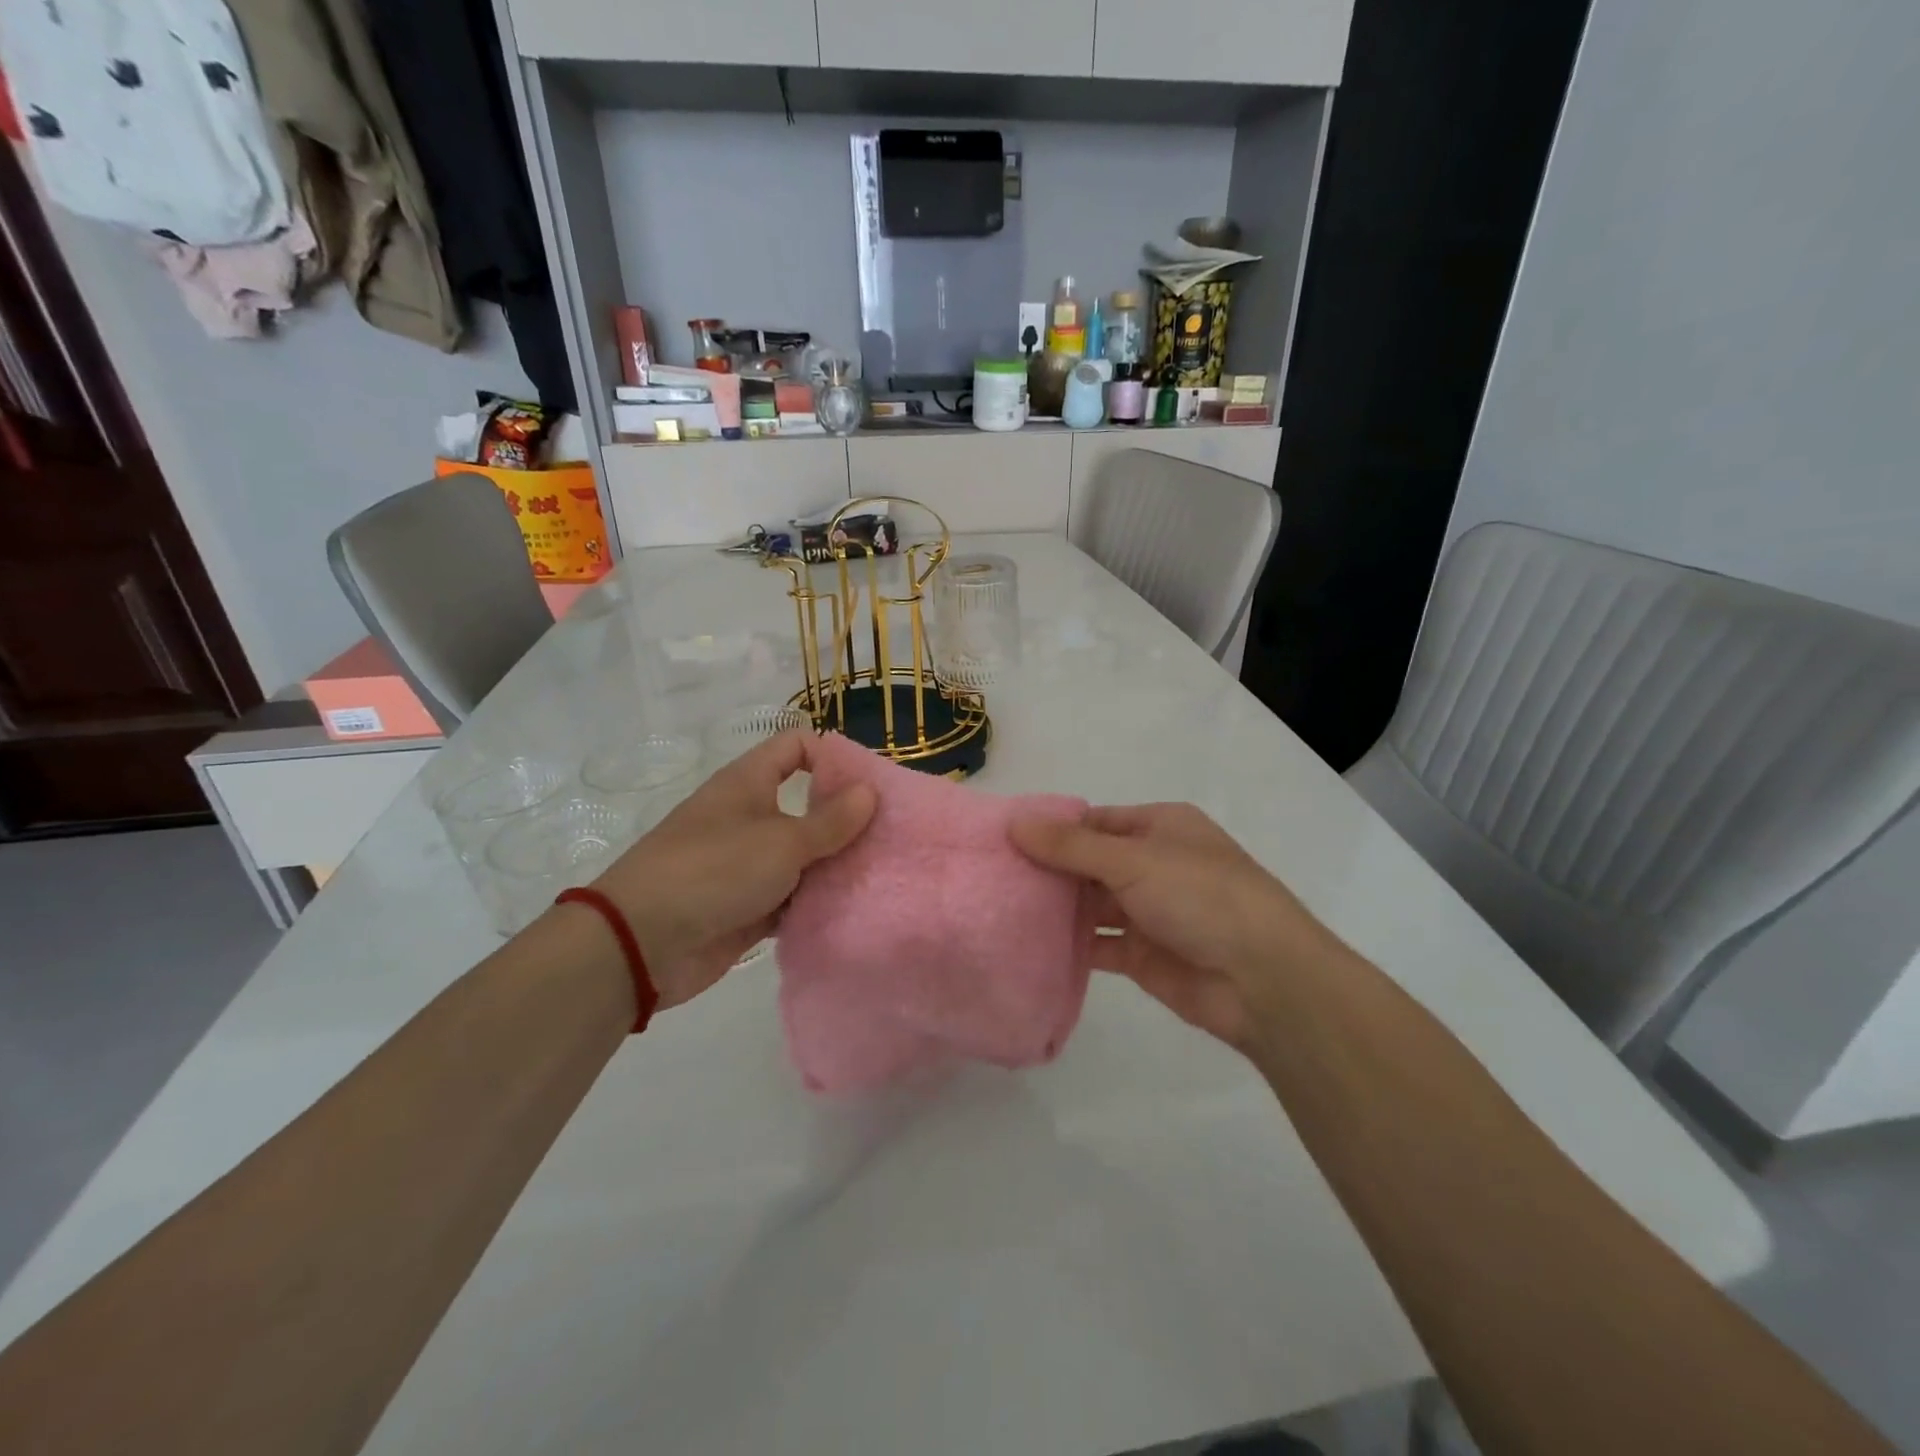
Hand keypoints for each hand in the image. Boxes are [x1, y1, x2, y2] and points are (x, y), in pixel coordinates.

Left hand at [592, 732, 875, 1009]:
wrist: (642, 944)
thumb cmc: (713, 872)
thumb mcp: (781, 842)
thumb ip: (830, 821)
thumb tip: (869, 791)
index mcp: (747, 783)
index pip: (795, 747)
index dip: (833, 756)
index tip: (871, 784)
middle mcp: (749, 817)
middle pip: (806, 804)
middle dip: (846, 818)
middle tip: (890, 834)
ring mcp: (747, 864)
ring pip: (803, 855)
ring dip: (835, 865)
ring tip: (883, 873)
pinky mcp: (748, 907)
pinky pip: (792, 896)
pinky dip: (817, 901)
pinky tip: (855, 907)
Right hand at [1011, 802, 1345, 1053]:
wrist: (1263, 980)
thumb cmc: (1201, 897)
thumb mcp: (1133, 860)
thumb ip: (1071, 846)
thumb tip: (1015, 823)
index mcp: (1161, 827)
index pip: (1095, 821)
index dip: (1052, 828)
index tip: (1004, 838)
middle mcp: (1154, 864)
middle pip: (1089, 862)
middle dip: (1048, 868)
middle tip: (992, 874)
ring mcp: (1149, 911)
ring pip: (1091, 903)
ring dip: (1056, 906)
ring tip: (1000, 906)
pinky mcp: (1143, 955)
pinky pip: (1098, 944)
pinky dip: (1069, 944)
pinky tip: (1028, 944)